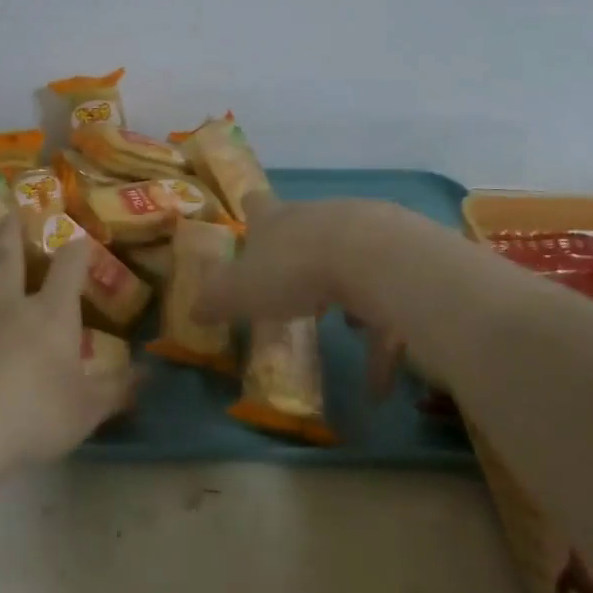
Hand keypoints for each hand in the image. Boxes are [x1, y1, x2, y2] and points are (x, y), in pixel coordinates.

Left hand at [0, 219, 133, 477]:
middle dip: (9, 235)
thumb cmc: (36, 415)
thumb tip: (146, 375)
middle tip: (7, 213)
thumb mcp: (88, 409)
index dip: (77, 250)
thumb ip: (117, 390)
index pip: (69, 269)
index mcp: (49, 315)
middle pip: (7, 261)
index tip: (81, 237)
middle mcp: (5, 309)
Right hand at [197, 194, 408, 396]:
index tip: (251, 216)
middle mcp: (318, 218)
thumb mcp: (238, 291)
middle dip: (301, 254)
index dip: (252, 210)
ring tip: (347, 331)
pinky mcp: (399, 262)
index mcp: (276, 219)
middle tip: (295, 286)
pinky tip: (377, 387)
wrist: (372, 259)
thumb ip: (214, 300)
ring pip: (352, 263)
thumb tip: (193, 310)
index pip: (258, 204)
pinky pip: (388, 306)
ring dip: (349, 296)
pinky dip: (383, 343)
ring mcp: (364, 233)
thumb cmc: (292, 270)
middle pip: (307, 228)